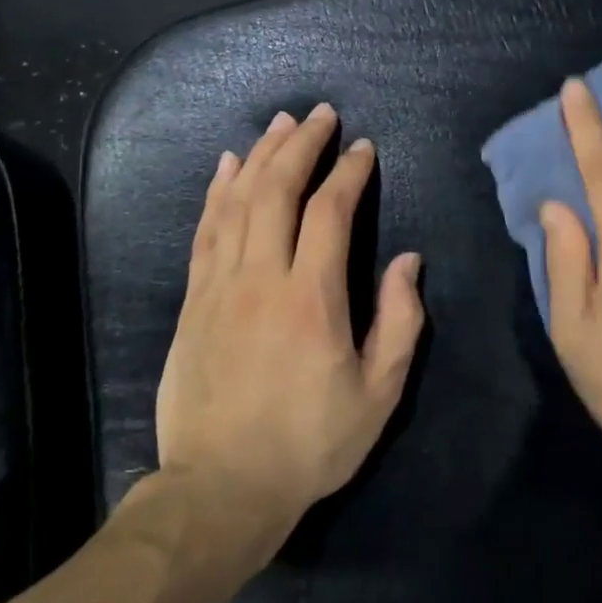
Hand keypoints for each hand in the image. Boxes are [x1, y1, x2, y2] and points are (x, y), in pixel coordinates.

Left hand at [150, 103, 424, 549]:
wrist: (221, 489)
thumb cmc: (310, 444)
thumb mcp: (378, 394)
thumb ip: (399, 322)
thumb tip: (407, 261)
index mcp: (312, 299)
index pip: (330, 212)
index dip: (348, 173)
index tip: (363, 149)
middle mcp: (262, 279)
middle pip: (277, 191)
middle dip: (301, 145)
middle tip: (319, 114)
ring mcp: (220, 287)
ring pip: (238, 202)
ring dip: (260, 156)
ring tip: (279, 123)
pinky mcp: (194, 302)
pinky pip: (205, 232)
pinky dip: (217, 192)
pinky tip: (226, 166)